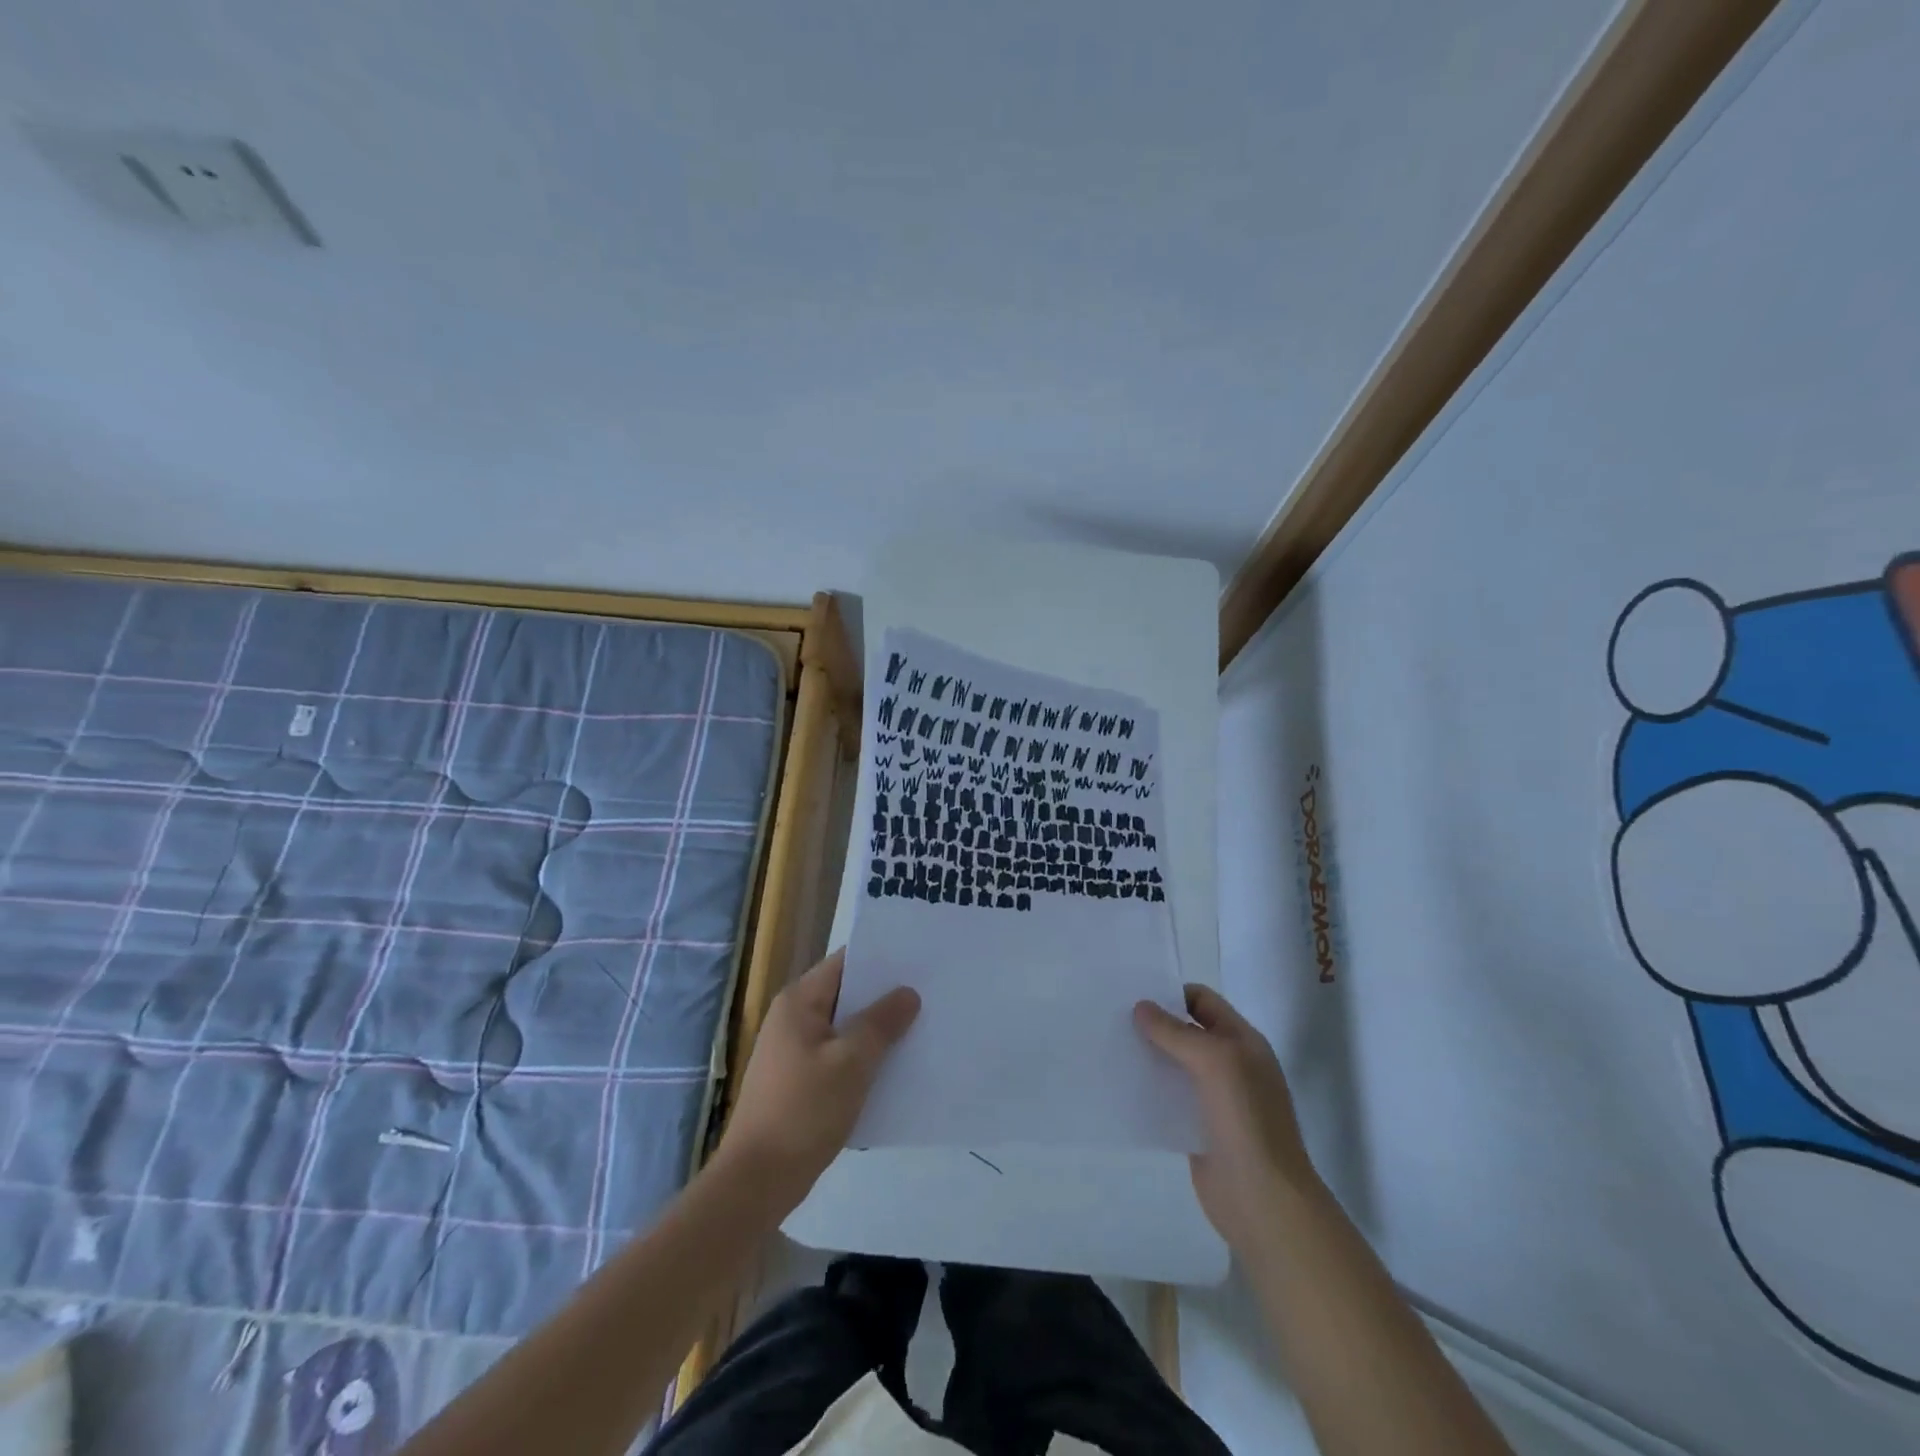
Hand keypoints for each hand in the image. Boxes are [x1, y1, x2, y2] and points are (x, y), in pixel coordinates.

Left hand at [717, 948, 919, 1202]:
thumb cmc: (804, 1110)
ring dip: (876, 1030)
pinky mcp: (799, 1081)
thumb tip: (908, 993)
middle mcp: (793, 1018)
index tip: (918, 960)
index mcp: (799, 1001)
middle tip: (929, 993)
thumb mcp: (852, 1062)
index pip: (845, 963)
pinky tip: (894, 1067)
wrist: (757, 1181)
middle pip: (846, 994)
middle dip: (884, 996)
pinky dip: (863, 1057)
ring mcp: (794, 1051)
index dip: (881, 959)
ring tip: (921, 1027)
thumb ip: (882, 1023)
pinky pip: (839, 1056)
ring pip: (844, 1028)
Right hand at [1136, 985, 1319, 1253]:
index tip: (1133, 996)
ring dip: (1148, 1056)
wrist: (1263, 1200)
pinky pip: (1169, 1098)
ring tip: (1110, 1047)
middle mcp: (1230, 1065)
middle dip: (1154, 1024)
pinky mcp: (1197, 1128)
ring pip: (1175, 1065)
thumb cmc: (1245, 1120)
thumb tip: (1140, 1007)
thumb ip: (1176, 1032)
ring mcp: (1215, 1099)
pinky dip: (1148, 1089)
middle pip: (1187, 1031)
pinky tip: (1121, 1086)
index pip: (1203, 1001)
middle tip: (1113, 1018)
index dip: (1172, 995)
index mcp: (1243, 1042)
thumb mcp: (1214, 1061)